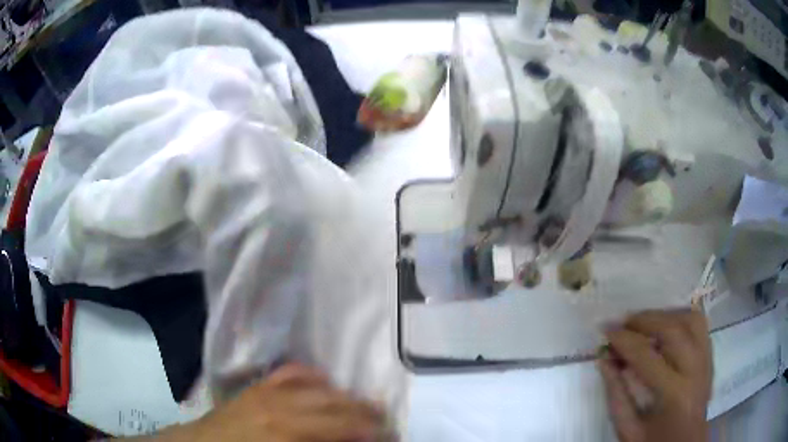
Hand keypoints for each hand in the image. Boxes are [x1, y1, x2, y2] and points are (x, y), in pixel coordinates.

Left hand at [151, 364, 390, 441]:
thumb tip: (349, 441)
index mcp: (287, 433)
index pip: (343, 429)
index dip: (371, 434)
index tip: (390, 437)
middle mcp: (281, 407)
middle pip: (338, 407)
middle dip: (369, 417)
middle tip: (389, 425)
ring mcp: (267, 392)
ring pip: (320, 387)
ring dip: (348, 398)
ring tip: (368, 407)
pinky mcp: (257, 387)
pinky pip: (291, 373)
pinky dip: (314, 377)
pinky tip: (326, 384)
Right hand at [598, 309, 712, 441]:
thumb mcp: (628, 429)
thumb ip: (616, 394)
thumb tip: (604, 359)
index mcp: (673, 395)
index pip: (647, 356)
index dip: (624, 340)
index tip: (606, 330)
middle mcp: (695, 370)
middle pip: (673, 330)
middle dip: (645, 320)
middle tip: (623, 322)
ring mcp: (706, 360)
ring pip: (691, 319)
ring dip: (665, 315)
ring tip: (645, 322)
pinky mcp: (710, 356)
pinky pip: (700, 325)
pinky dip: (682, 317)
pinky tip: (667, 324)